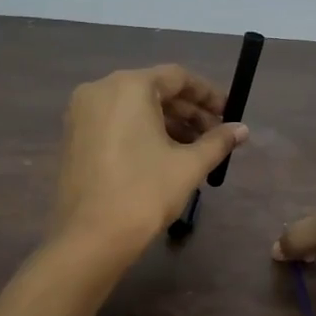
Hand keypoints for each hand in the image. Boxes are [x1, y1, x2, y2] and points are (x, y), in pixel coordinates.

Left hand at [49, 65, 248, 259]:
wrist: (91, 237)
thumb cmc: (145, 193)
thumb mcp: (188, 166)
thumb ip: (217, 141)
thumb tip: (242, 129)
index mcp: (128, 86)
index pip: (177, 77)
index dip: (208, 94)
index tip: (229, 114)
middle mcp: (100, 90)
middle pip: (154, 91)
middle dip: (188, 112)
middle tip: (216, 135)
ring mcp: (81, 114)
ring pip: (133, 108)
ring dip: (167, 124)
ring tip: (195, 149)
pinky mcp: (73, 138)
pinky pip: (115, 123)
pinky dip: (141, 132)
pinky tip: (163, 156)